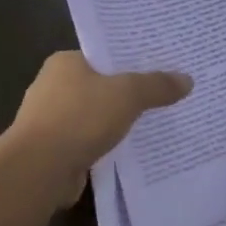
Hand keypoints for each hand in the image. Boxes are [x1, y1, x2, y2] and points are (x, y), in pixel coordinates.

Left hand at [6, 51, 192, 198]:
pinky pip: (89, 142)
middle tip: (164, 94)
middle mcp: (53, 87)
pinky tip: (131, 151)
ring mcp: (50, 121)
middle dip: (127, 93)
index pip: (103, 55)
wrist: (39, 169)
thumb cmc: (79, 118)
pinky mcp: (54, 151)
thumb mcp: (127, 95)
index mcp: (64, 63)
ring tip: (154, 123)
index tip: (159, 67)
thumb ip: (156, 86)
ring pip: (95, 116)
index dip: (130, 61)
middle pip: (100, 85)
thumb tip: (187, 79)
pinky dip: (106, 146)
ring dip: (116, 122)